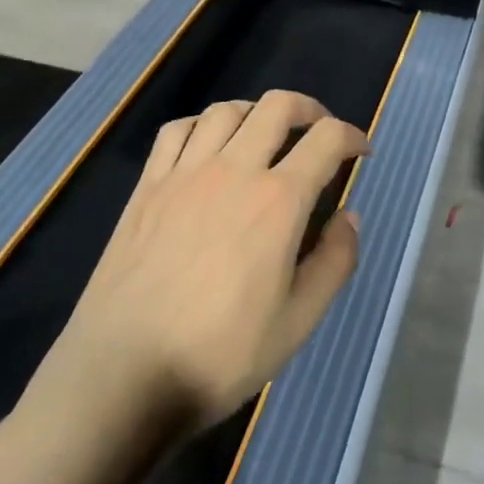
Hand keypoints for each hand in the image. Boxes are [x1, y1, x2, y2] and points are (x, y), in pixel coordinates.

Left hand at [26, 92, 367, 434]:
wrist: (122, 377)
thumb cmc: (219, 355)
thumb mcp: (298, 322)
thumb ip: (335, 262)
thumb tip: (350, 217)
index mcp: (278, 201)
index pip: (327, 139)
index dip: (352, 136)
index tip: (361, 152)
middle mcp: (235, 170)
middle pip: (278, 106)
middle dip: (309, 110)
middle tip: (319, 133)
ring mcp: (185, 173)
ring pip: (227, 110)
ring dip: (256, 113)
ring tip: (265, 135)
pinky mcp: (148, 186)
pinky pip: (177, 130)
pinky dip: (202, 125)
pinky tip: (207, 147)